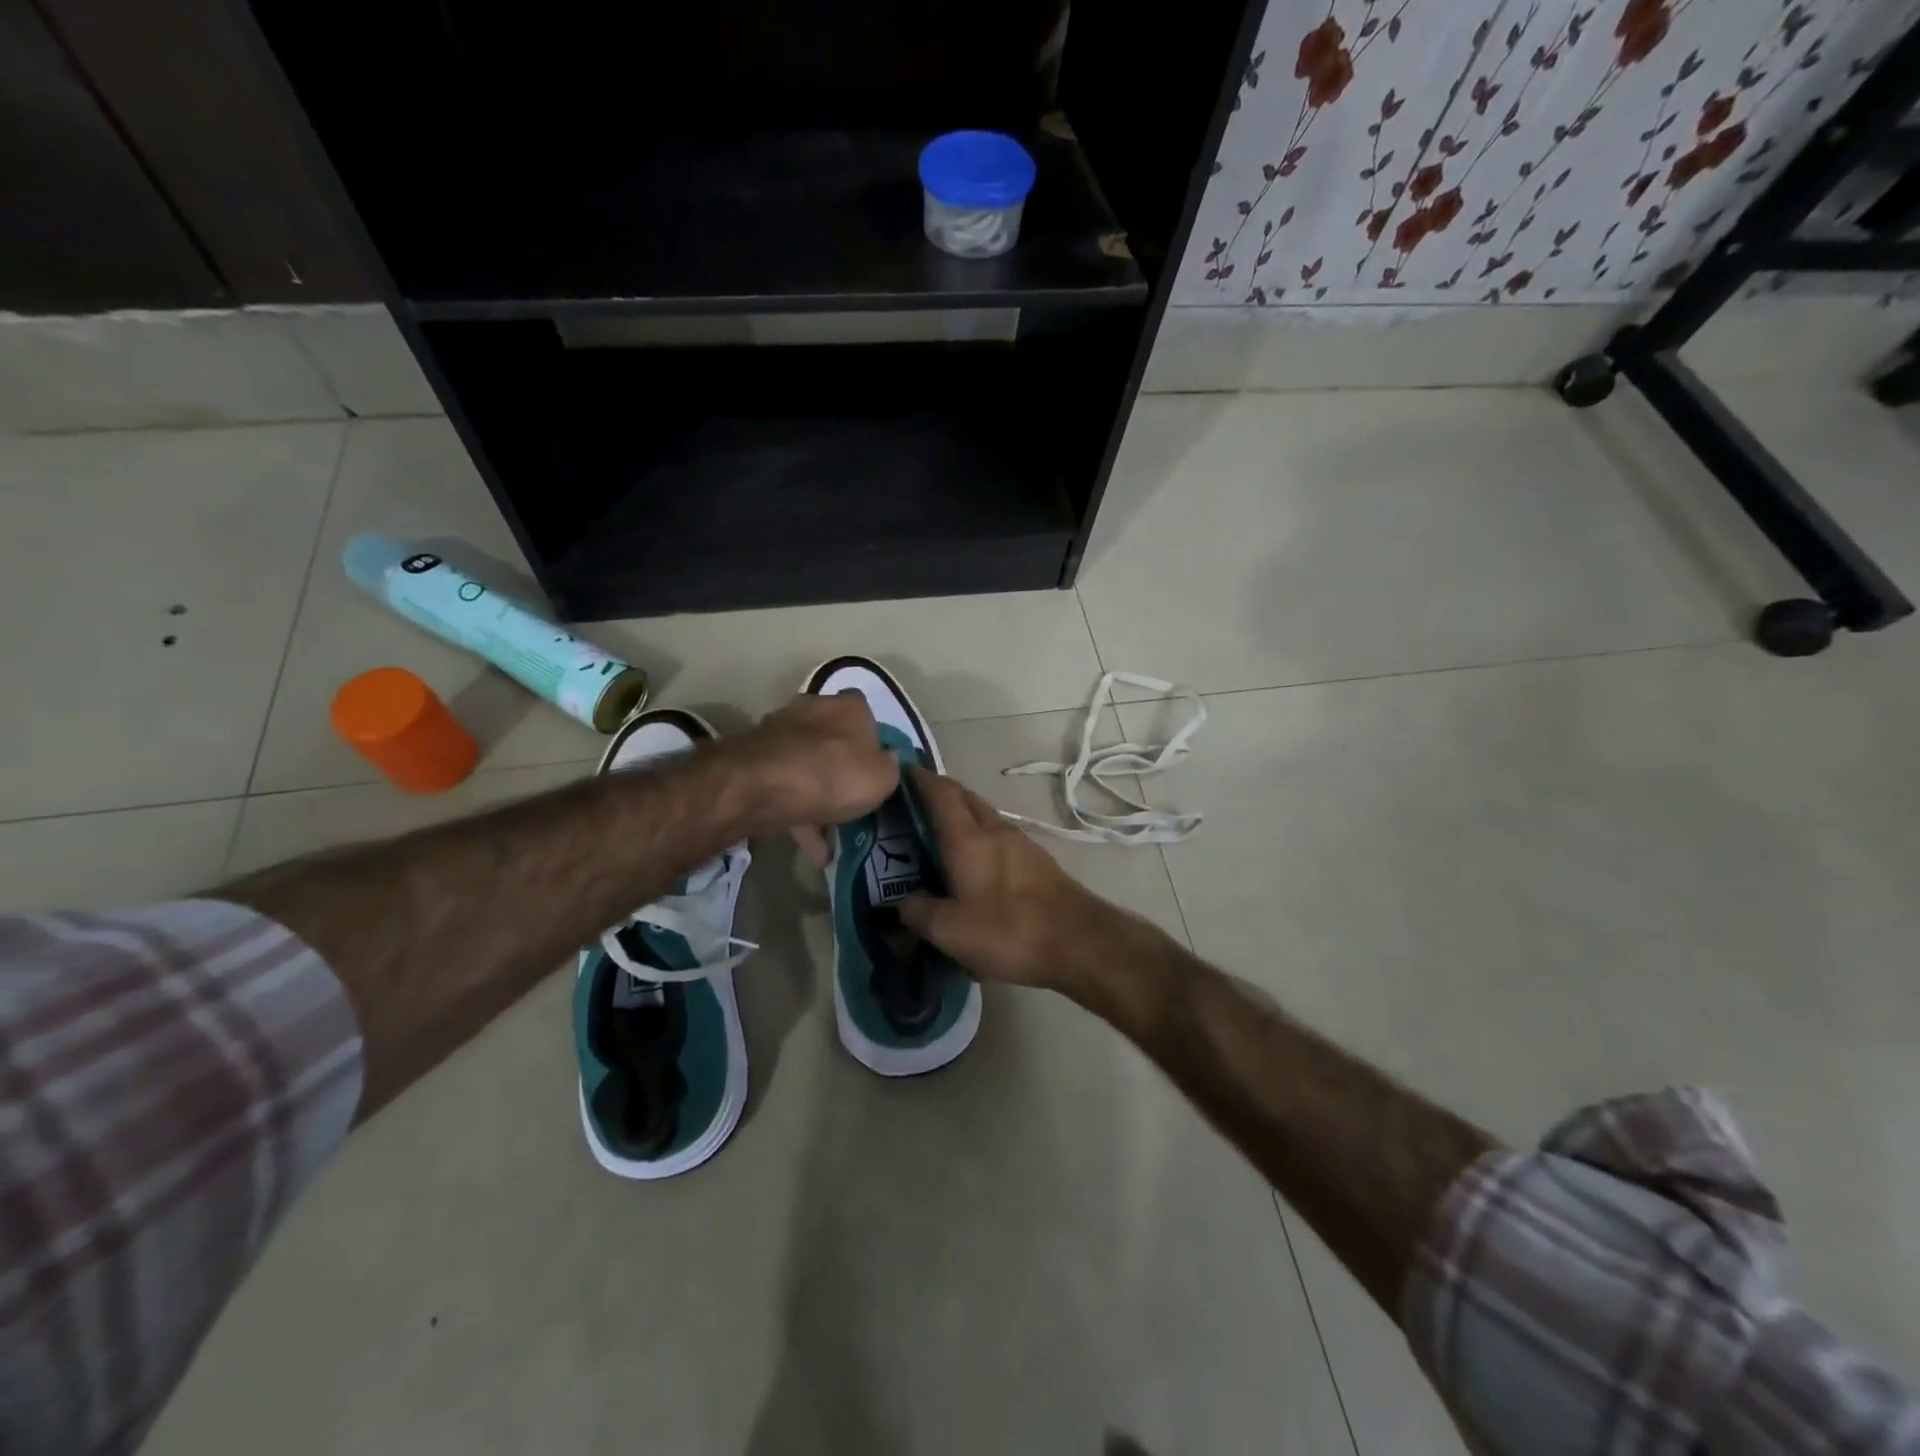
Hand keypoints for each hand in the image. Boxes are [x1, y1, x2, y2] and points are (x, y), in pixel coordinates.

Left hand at [725, 691, 899, 851]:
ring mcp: (780, 734)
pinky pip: (786, 790)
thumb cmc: (834, 774)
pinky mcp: (756, 762)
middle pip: (834, 741)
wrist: (762, 787)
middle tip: (854, 801)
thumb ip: (891, 768)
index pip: (866, 715)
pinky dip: (799, 817)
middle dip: (842, 770)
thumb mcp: (883, 777)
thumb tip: (887, 761)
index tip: (877, 770)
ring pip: (807, 768)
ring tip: (833, 840)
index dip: (874, 742)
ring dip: (819, 800)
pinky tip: (813, 851)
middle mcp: (813, 710)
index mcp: (849, 706)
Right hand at [898, 767, 1116, 992]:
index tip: (901, 771)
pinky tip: (975, 861)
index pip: (939, 793)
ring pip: (984, 816)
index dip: (919, 779)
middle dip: (939, 793)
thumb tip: (903, 902)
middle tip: (914, 804)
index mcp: (967, 838)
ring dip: (962, 815)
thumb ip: (919, 912)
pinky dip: (980, 836)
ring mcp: (1021, 843)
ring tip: (941, 833)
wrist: (1080, 942)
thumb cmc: (1008, 930)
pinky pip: (1000, 836)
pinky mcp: (1038, 861)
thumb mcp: (950, 931)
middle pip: (964, 798)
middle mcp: (994, 830)